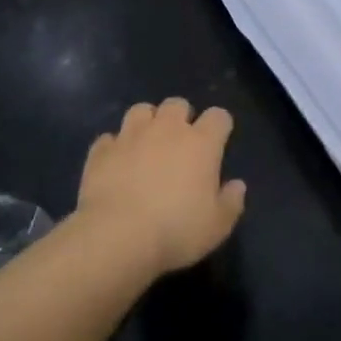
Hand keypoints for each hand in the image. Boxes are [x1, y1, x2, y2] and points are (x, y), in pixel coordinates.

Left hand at [75, 97, 246, 277]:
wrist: (117, 236)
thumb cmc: (176, 231)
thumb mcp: (217, 226)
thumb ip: (231, 202)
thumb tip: (237, 185)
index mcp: (201, 143)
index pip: (218, 116)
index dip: (220, 126)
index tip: (218, 142)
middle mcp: (167, 129)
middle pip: (177, 104)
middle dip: (180, 117)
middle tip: (180, 143)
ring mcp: (131, 135)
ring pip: (141, 110)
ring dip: (146, 123)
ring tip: (146, 144)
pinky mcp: (102, 150)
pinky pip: (109, 139)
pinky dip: (114, 147)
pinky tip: (116, 164)